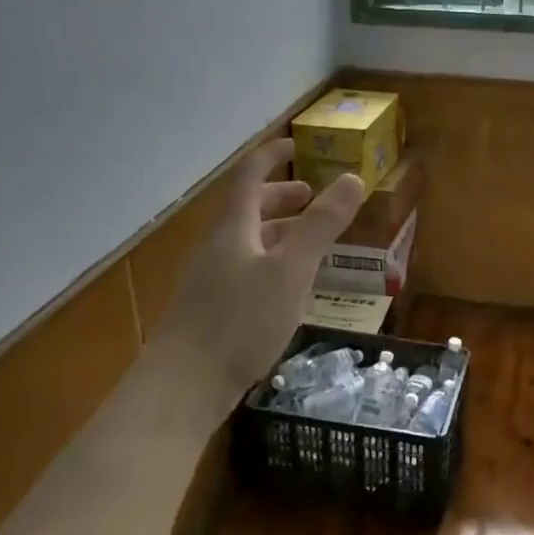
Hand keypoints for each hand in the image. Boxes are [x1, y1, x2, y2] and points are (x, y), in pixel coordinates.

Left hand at [152, 139, 363, 425]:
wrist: (181, 389)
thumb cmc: (240, 321)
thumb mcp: (291, 270)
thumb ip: (321, 225)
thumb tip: (352, 178)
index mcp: (233, 227)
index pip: (250, 174)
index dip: (273, 155)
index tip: (297, 145)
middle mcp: (217, 246)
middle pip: (247, 208)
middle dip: (280, 197)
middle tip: (312, 197)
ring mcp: (209, 280)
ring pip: (246, 241)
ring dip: (277, 232)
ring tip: (308, 241)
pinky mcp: (209, 311)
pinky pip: (244, 270)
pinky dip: (270, 262)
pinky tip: (286, 289)